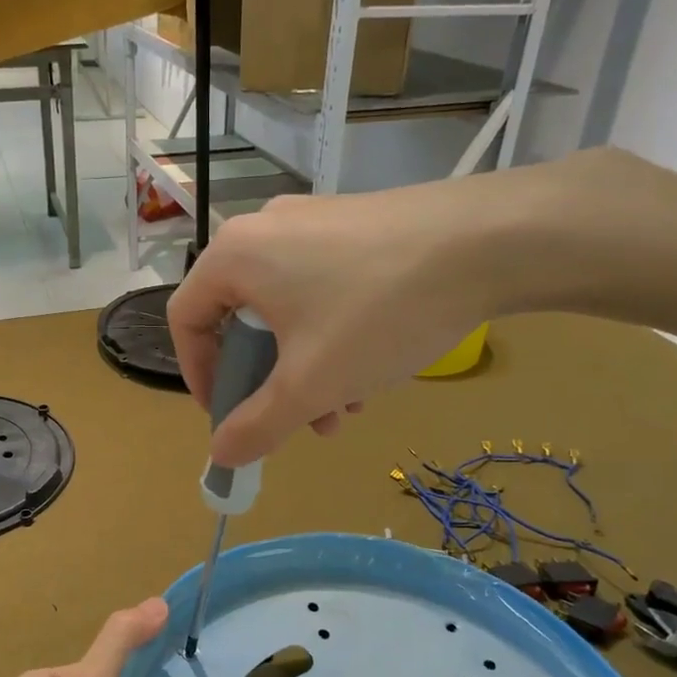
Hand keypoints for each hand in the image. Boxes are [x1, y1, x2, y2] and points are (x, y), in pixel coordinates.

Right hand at [168, 179, 517, 466]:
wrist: (490, 241)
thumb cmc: (379, 313)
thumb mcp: (311, 384)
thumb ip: (257, 425)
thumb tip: (221, 454)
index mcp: (234, 257)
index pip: (185, 321)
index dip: (199, 378)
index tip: (229, 417)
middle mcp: (264, 230)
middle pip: (240, 321)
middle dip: (267, 384)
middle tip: (296, 421)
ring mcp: (313, 222)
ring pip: (286, 311)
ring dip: (305, 369)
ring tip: (345, 409)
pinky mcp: (355, 225)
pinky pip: (321, 290)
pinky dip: (331, 337)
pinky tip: (373, 370)